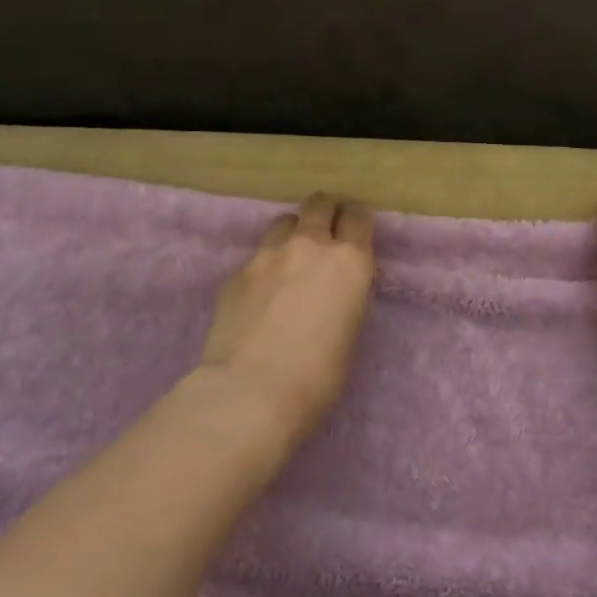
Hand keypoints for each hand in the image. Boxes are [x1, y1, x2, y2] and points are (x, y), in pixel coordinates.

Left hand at [196, 193, 376, 447]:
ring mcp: (268, 254)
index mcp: (349, 261)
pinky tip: (260, 295)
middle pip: (319, 203)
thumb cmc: (318, 376)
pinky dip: (265, 266)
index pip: (359, 216)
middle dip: (325, 214)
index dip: (357, 223)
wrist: (250, 392)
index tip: (355, 236)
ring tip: (290, 262)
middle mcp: (310, 245)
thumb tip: (332, 290)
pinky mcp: (237, 271)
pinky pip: (257, 255)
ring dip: (292, 234)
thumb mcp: (350, 330)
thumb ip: (344, 296)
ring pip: (284, 222)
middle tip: (324, 238)